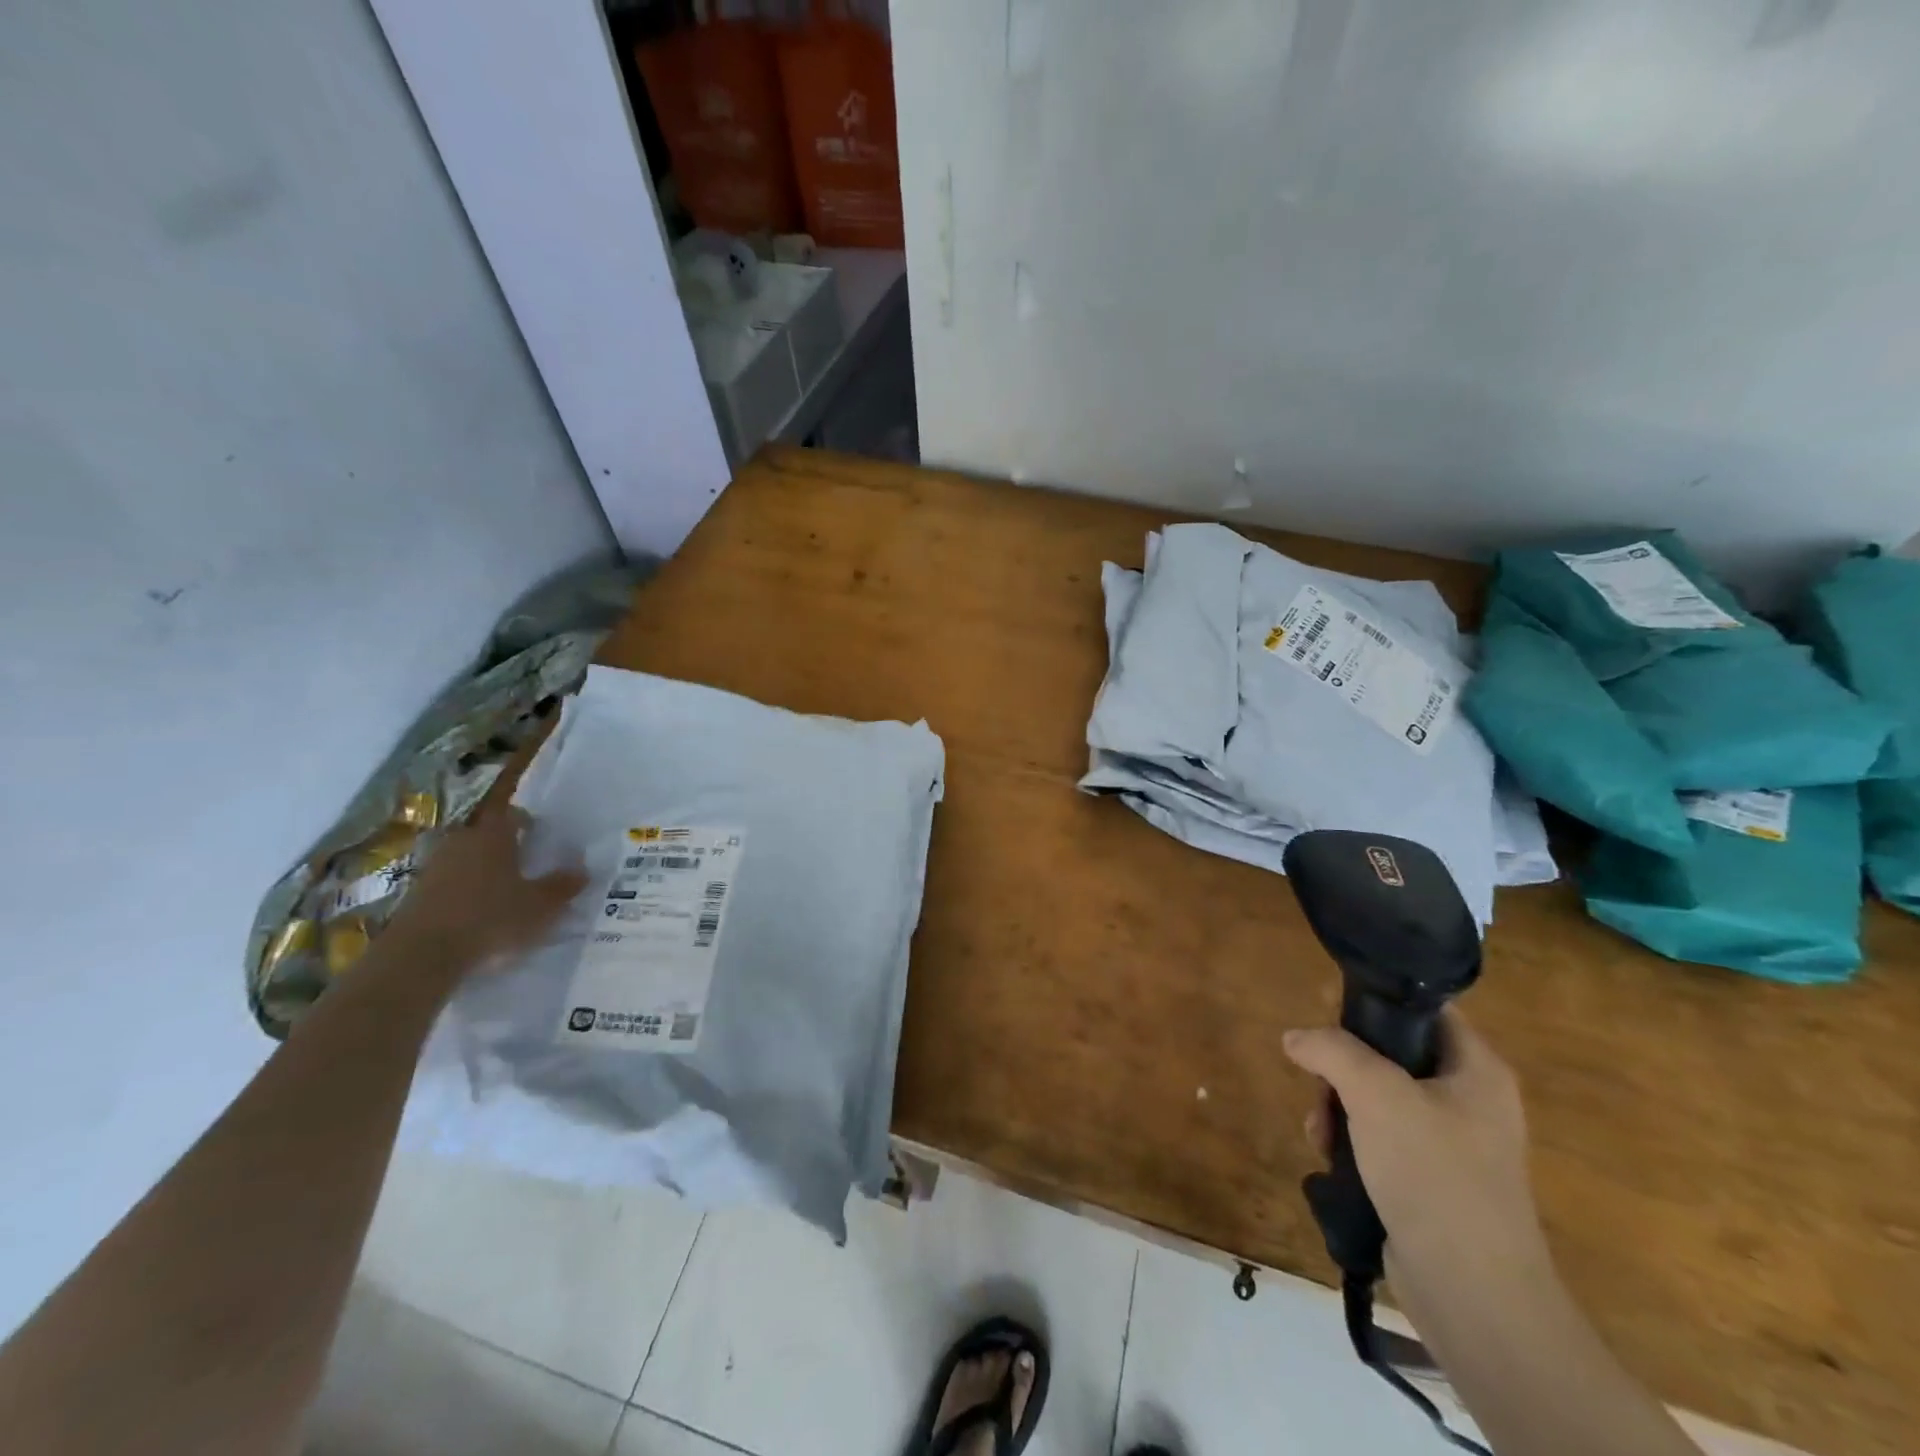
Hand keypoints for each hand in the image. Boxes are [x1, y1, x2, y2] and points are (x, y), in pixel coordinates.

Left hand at [380, 807, 587, 976]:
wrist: (422, 953)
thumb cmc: (491, 917)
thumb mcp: (540, 905)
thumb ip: (562, 886)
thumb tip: (583, 870)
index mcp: (493, 835)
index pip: (512, 814)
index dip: (527, 820)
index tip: (539, 834)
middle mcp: (461, 841)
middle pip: (486, 834)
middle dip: (505, 845)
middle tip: (525, 863)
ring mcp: (434, 866)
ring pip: (466, 857)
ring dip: (482, 868)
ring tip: (501, 891)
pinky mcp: (416, 892)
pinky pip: (449, 881)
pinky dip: (464, 890)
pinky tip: (476, 912)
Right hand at [1283, 1009, 1550, 1307]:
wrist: (1474, 1295)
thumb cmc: (1434, 1175)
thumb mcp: (1376, 1093)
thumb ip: (1331, 1050)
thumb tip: (1295, 1038)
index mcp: (1475, 1069)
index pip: (1423, 1009)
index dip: (1374, 1003)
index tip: (1327, 1012)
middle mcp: (1468, 1099)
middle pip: (1389, 1053)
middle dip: (1342, 1067)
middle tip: (1319, 1085)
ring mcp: (1449, 1142)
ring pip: (1375, 1097)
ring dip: (1336, 1107)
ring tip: (1319, 1133)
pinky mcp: (1428, 1179)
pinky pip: (1378, 1138)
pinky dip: (1348, 1141)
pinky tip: (1329, 1158)